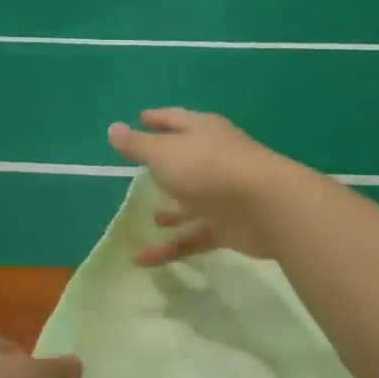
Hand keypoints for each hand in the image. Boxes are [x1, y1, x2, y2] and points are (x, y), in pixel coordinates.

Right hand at [106, 108, 311, 266]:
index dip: (157, 119)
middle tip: (142, 171)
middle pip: (185, 160)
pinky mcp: (228, 226)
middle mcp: (214, 158)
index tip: (141, 118)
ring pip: (191, 202)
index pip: (175, 120)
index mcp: (202, 132)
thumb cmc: (208, 169)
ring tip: (150, 217)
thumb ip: (138, 145)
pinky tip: (141, 260)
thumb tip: (113, 128)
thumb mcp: (164, 154)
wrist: (265, 206)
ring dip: (172, 210)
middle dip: (165, 166)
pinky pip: (193, 236)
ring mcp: (223, 194)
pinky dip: (169, 248)